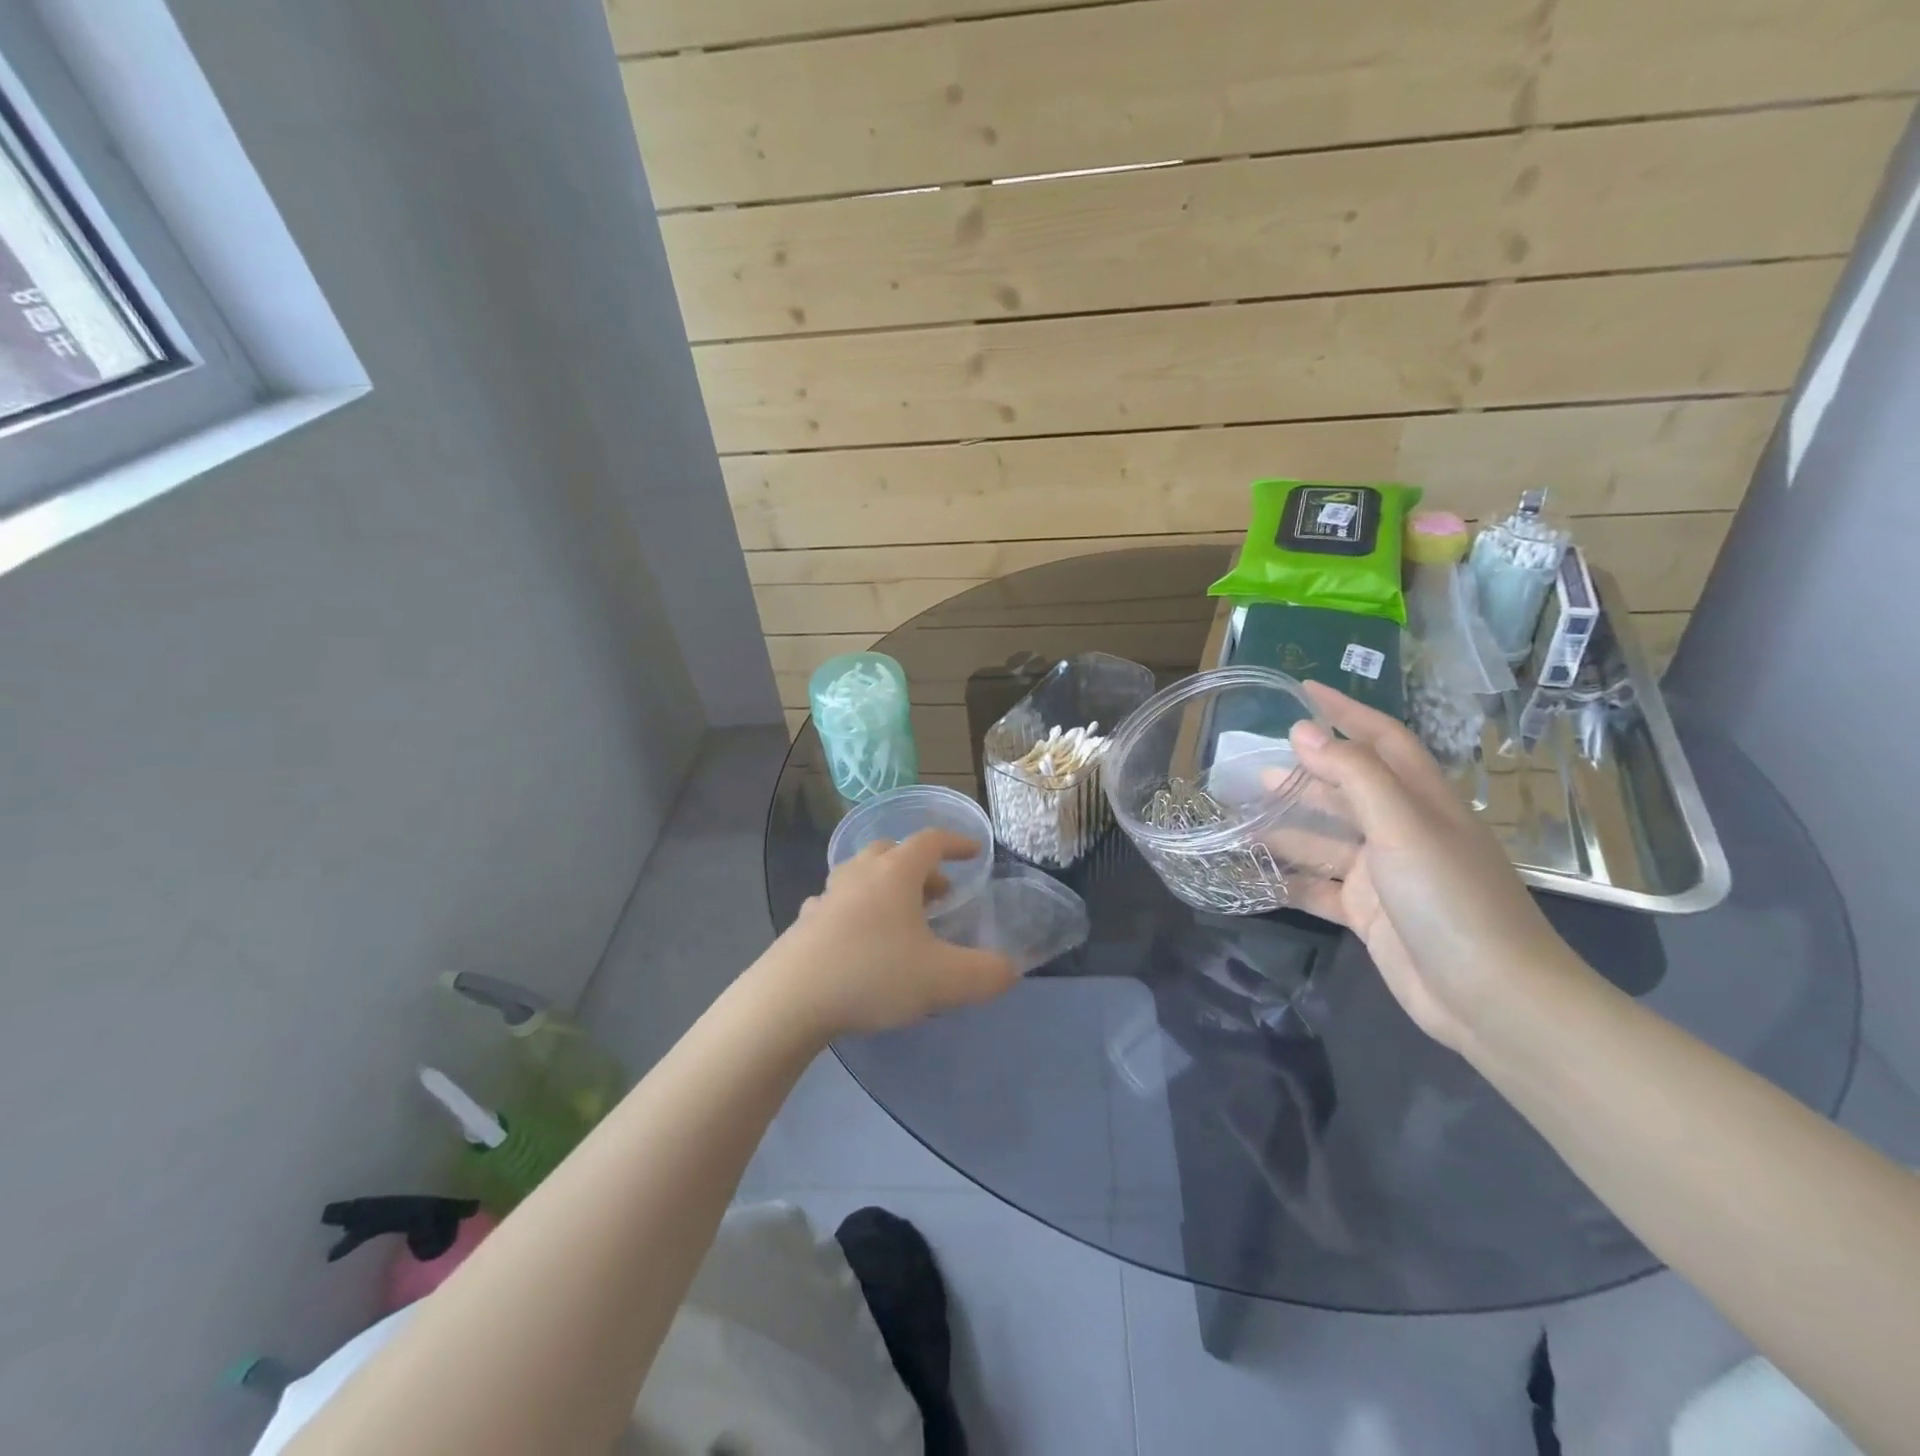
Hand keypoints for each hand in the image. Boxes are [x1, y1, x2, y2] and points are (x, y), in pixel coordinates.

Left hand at [765, 830, 1018, 1036]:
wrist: (789, 1000)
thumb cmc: (872, 975)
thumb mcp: (943, 980)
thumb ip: (985, 974)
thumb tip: (1009, 970)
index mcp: (895, 873)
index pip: (931, 841)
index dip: (956, 843)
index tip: (974, 852)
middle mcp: (859, 874)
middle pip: (893, 852)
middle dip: (921, 868)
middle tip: (939, 894)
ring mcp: (827, 896)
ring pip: (862, 875)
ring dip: (887, 886)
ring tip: (902, 918)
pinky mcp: (804, 923)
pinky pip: (838, 904)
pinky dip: (857, 910)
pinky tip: (859, 938)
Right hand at [1283, 682, 1591, 1052]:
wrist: (1491, 999)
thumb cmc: (1451, 899)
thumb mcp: (1403, 827)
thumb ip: (1352, 775)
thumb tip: (1303, 731)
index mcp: (1422, 801)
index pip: (1381, 740)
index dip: (1345, 712)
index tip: (1302, 691)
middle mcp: (1403, 831)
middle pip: (1347, 789)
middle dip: (1304, 775)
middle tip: (1252, 767)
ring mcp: (1385, 875)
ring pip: (1325, 840)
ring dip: (1286, 828)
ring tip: (1238, 818)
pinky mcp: (1369, 914)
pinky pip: (1318, 887)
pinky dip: (1288, 880)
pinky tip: (1252, 873)